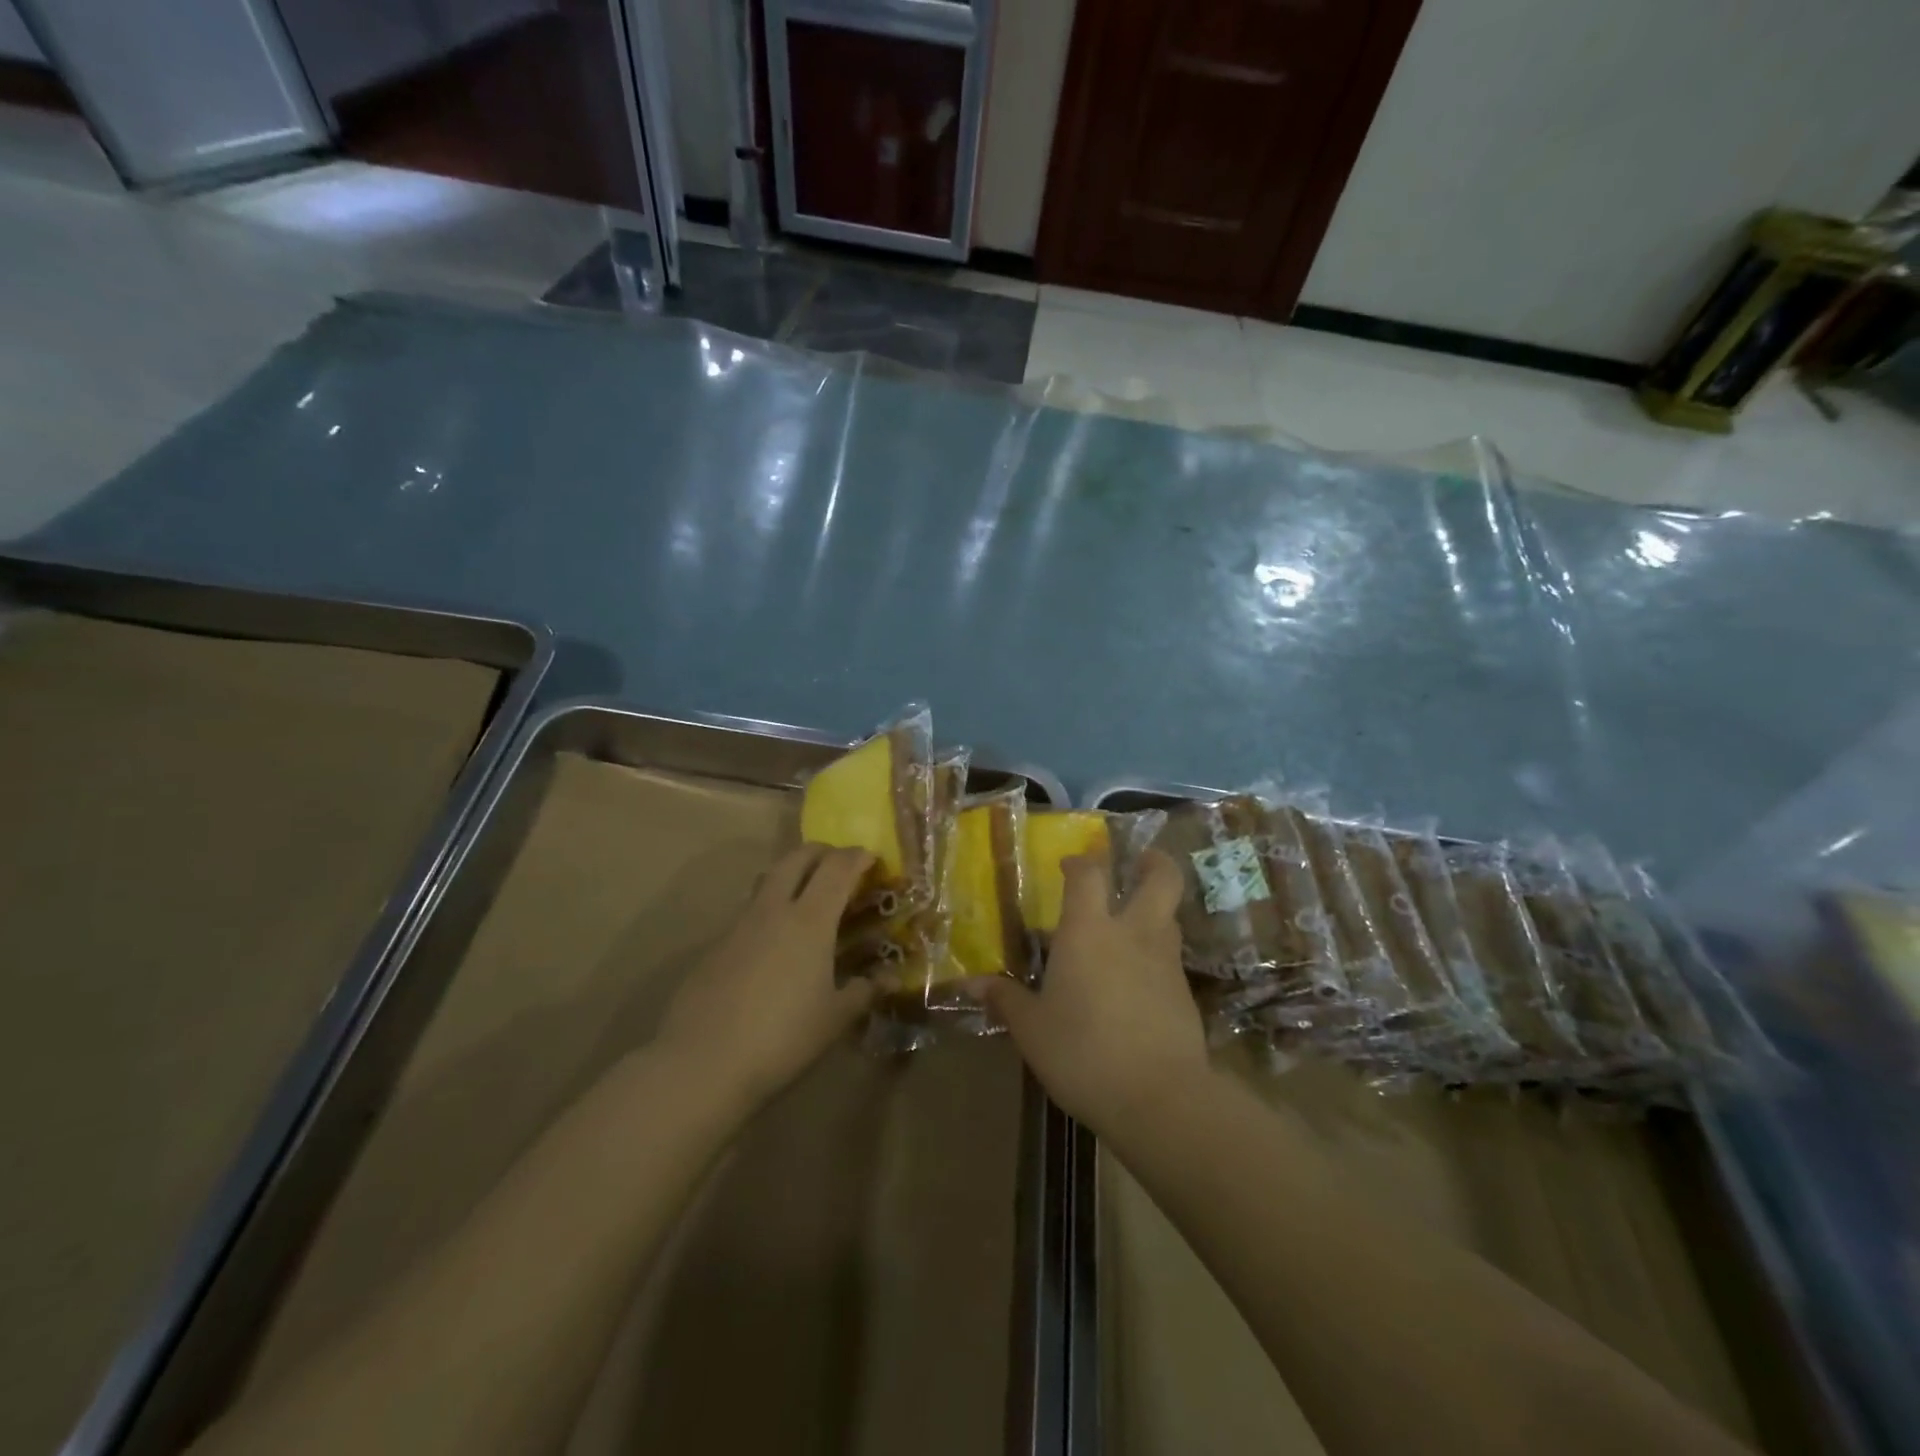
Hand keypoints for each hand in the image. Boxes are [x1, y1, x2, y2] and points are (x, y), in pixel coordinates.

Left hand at [656, 844, 876, 1108]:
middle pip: (797, 857)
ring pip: (768, 879)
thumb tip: (889, 978)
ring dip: (791, 875)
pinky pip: (749, 911)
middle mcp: (774, 910)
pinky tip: (775, 944)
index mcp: (810, 920)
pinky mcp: (715, 945)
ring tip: (808, 899)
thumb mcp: (834, 1019)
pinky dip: (769, 910)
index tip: (873, 859)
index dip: (857, 857)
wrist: (702, 1063)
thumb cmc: (782, 1038)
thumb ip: (864, 991)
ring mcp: (739, 925)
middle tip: (840, 866)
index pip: (837, 868)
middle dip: (822, 852)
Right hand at [984, 849, 1207, 1134]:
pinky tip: (1141, 979)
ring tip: (1135, 921)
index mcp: (1089, 931)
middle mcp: (1132, 933)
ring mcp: (1165, 962)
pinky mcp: (1185, 993)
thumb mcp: (1032, 1030)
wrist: (1159, 1097)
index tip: (1070, 864)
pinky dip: (1158, 955)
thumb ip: (1006, 1000)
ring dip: (1157, 908)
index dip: (1080, 862)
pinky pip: (1171, 958)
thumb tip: (972, 985)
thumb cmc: (1082, 1053)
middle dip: (1154, 863)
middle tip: (1141, 861)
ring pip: (1170, 917)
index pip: (1089, 874)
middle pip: (1161, 879)